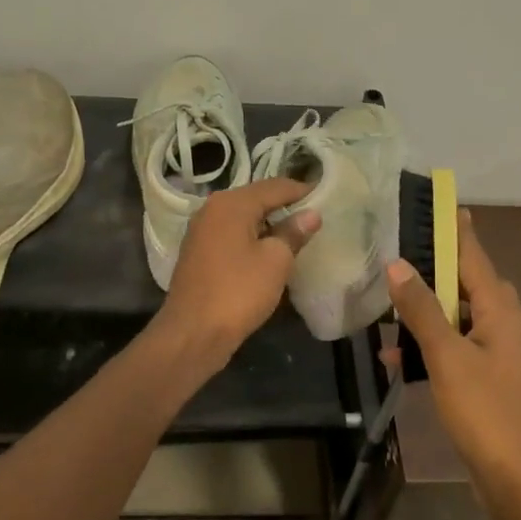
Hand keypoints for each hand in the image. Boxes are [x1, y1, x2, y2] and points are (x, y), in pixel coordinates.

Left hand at [152, 178, 320, 372]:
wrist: (193, 333)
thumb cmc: (238, 292)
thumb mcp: (275, 261)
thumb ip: (293, 233)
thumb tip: (311, 214)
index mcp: (231, 203)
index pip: (275, 186)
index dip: (302, 190)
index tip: (327, 194)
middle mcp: (212, 209)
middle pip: (256, 198)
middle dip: (285, 206)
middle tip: (314, 215)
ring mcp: (201, 231)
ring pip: (243, 217)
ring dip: (268, 223)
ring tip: (296, 234)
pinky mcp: (198, 253)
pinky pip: (231, 235)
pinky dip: (251, 238)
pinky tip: (268, 252)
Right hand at [385, 210, 520, 511]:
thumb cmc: (487, 412)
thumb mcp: (447, 357)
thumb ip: (421, 309)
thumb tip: (398, 263)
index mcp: (501, 310)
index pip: (474, 255)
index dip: (455, 230)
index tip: (440, 203)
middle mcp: (505, 323)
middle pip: (464, 284)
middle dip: (430, 273)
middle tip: (394, 260)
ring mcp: (500, 352)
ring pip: (456, 318)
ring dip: (423, 316)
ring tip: (384, 315)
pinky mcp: (490, 379)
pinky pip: (456, 348)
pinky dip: (431, 348)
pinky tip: (398, 360)